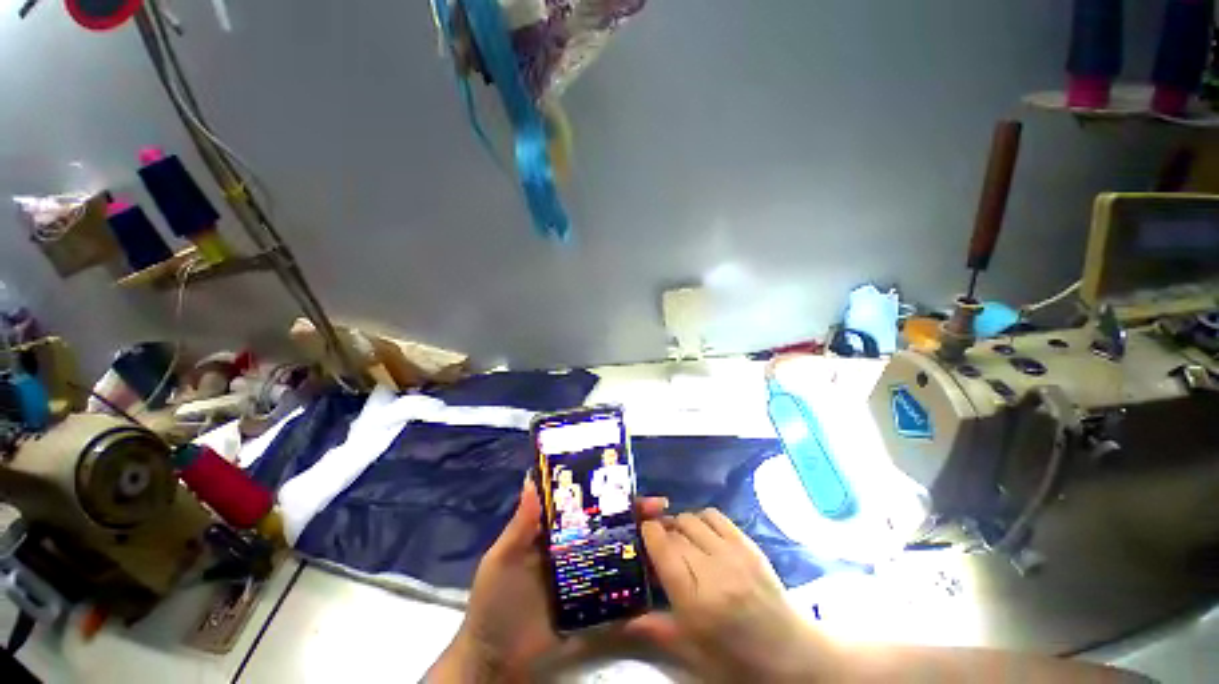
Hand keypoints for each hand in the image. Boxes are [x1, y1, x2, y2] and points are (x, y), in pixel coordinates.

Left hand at [428, 479, 667, 682]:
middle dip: (634, 513)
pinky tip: (658, 569)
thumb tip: (531, 479)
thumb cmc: (495, 604)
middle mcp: (575, 548)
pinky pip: (620, 585)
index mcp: (554, 532)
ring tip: (667, 533)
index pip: (584, 504)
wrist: (497, 662)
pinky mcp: (596, 604)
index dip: (605, 490)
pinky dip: (638, 576)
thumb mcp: (502, 560)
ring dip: (641, 541)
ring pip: (618, 551)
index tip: (628, 482)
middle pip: (608, 524)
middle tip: (659, 508)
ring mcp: (587, 576)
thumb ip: (519, 525)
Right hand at [627, 508, 836, 682]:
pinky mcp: (748, 543)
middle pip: (676, 531)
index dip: (648, 533)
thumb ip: (655, 629)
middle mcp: (713, 569)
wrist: (791, 653)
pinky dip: (701, 518)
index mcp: (696, 600)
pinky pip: (715, 516)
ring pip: (693, 518)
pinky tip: (702, 533)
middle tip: (660, 544)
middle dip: (663, 531)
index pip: (663, 549)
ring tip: (681, 539)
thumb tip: (621, 621)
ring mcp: (733, 552)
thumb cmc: (736, 659)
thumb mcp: (693, 653)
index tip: (641, 532)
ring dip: (681, 524)